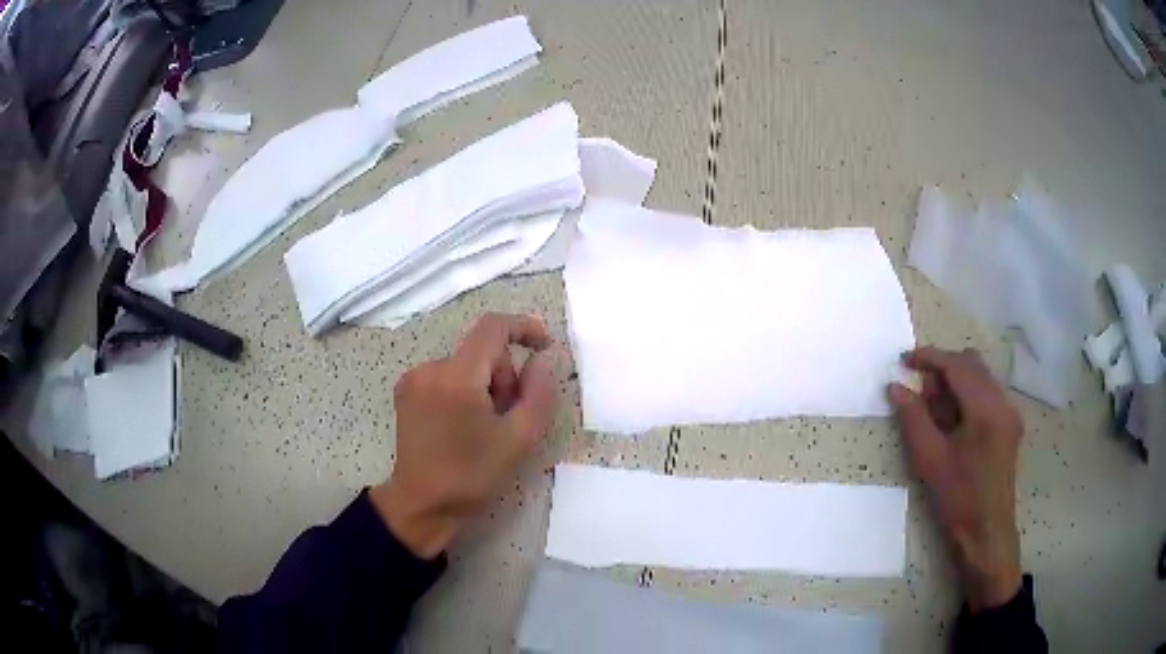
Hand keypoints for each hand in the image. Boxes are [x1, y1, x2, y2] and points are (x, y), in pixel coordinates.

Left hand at [370, 313, 556, 558]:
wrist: (422, 505)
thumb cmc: (471, 476)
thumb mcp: (519, 438)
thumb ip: (539, 392)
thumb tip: (542, 359)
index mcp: (456, 377)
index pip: (493, 328)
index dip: (525, 328)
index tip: (545, 347)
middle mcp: (430, 368)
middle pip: (481, 352)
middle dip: (504, 378)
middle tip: (508, 419)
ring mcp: (413, 380)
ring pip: (466, 366)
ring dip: (485, 388)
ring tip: (484, 428)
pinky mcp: (406, 393)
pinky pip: (447, 377)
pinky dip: (464, 392)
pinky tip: (463, 426)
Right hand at [888, 347, 1023, 611]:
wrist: (987, 531)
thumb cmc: (958, 498)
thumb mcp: (930, 459)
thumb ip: (913, 418)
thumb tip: (895, 387)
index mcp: (986, 409)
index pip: (957, 365)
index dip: (929, 358)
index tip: (904, 361)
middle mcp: (1003, 401)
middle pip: (971, 364)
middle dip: (943, 370)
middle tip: (920, 395)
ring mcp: (1010, 411)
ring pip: (980, 377)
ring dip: (955, 383)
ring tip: (935, 412)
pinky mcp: (1010, 423)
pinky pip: (987, 393)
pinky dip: (967, 395)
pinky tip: (953, 422)